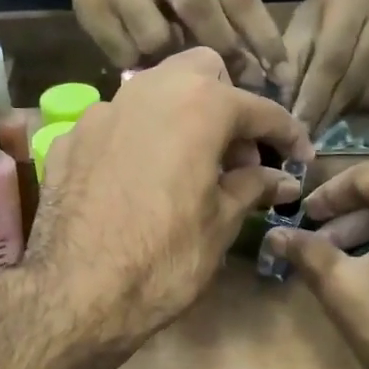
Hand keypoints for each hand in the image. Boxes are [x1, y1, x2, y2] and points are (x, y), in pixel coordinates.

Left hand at [26, 47, 315, 353]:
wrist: (76, 295)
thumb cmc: (164, 261)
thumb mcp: (220, 225)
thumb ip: (252, 187)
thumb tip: (281, 178)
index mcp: (197, 106)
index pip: (257, 108)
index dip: (286, 134)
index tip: (301, 157)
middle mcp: (146, 91)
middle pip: (200, 73)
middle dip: (227, 104)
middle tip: (236, 155)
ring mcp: (99, 113)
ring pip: (151, 92)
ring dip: (179, 118)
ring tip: (188, 168)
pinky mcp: (67, 142)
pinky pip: (114, 126)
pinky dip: (136, 142)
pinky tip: (138, 182)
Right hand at [70, 0, 287, 74]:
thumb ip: (225, 13)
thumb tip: (261, 72)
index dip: (261, 36)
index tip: (279, 74)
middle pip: (198, 7)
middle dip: (222, 51)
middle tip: (236, 86)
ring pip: (157, 37)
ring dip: (172, 62)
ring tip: (174, 70)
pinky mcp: (89, 4)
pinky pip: (125, 53)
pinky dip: (139, 67)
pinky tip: (141, 64)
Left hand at [281, 0, 368, 135]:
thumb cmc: (323, 17)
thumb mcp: (300, 29)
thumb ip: (290, 64)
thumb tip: (286, 106)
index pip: (333, 57)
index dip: (314, 96)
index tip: (298, 125)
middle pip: (356, 75)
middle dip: (328, 110)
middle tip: (309, 135)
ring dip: (348, 110)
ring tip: (327, 117)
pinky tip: (352, 104)